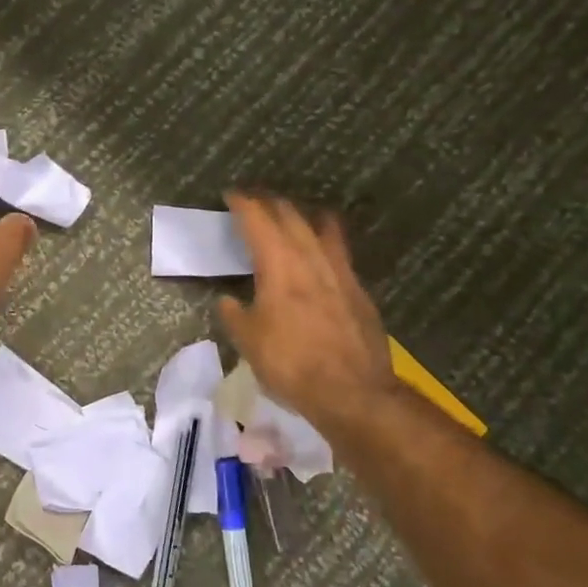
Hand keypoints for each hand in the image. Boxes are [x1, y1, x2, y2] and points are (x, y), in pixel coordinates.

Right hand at [218, 193, 400, 434]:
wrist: (352, 391)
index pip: (259, 219)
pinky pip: (339, 251)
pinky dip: (324, 241)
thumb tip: (228, 301)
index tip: (231, 195)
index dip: (243, 203)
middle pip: (291, 215)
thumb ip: (234, 314)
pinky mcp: (359, 289)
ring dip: (302, 215)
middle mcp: (311, 257)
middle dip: (270, 202)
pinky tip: (319, 255)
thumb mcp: (248, 341)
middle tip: (255, 201)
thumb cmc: (291, 363)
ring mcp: (341, 271)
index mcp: (279, 264)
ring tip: (292, 216)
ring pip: (322, 226)